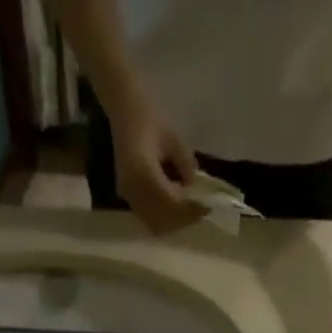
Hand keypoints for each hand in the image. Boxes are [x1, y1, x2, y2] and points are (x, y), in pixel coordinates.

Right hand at [108, 93, 204, 234]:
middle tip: (200, 210)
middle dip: (183, 218)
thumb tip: (195, 191)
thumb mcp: (175, 140)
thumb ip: (186, 168)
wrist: (124, 109)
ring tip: (188, 208)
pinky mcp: (125, 196)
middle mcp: (133, 190)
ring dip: (172, 221)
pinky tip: (173, 203)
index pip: (172, 203)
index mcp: (144, 173)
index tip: (207, 207)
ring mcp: (127, 195)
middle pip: (163, 220)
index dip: (191, 208)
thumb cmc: (151, 117)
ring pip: (154, 223)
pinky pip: (146, 217)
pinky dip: (162, 217)